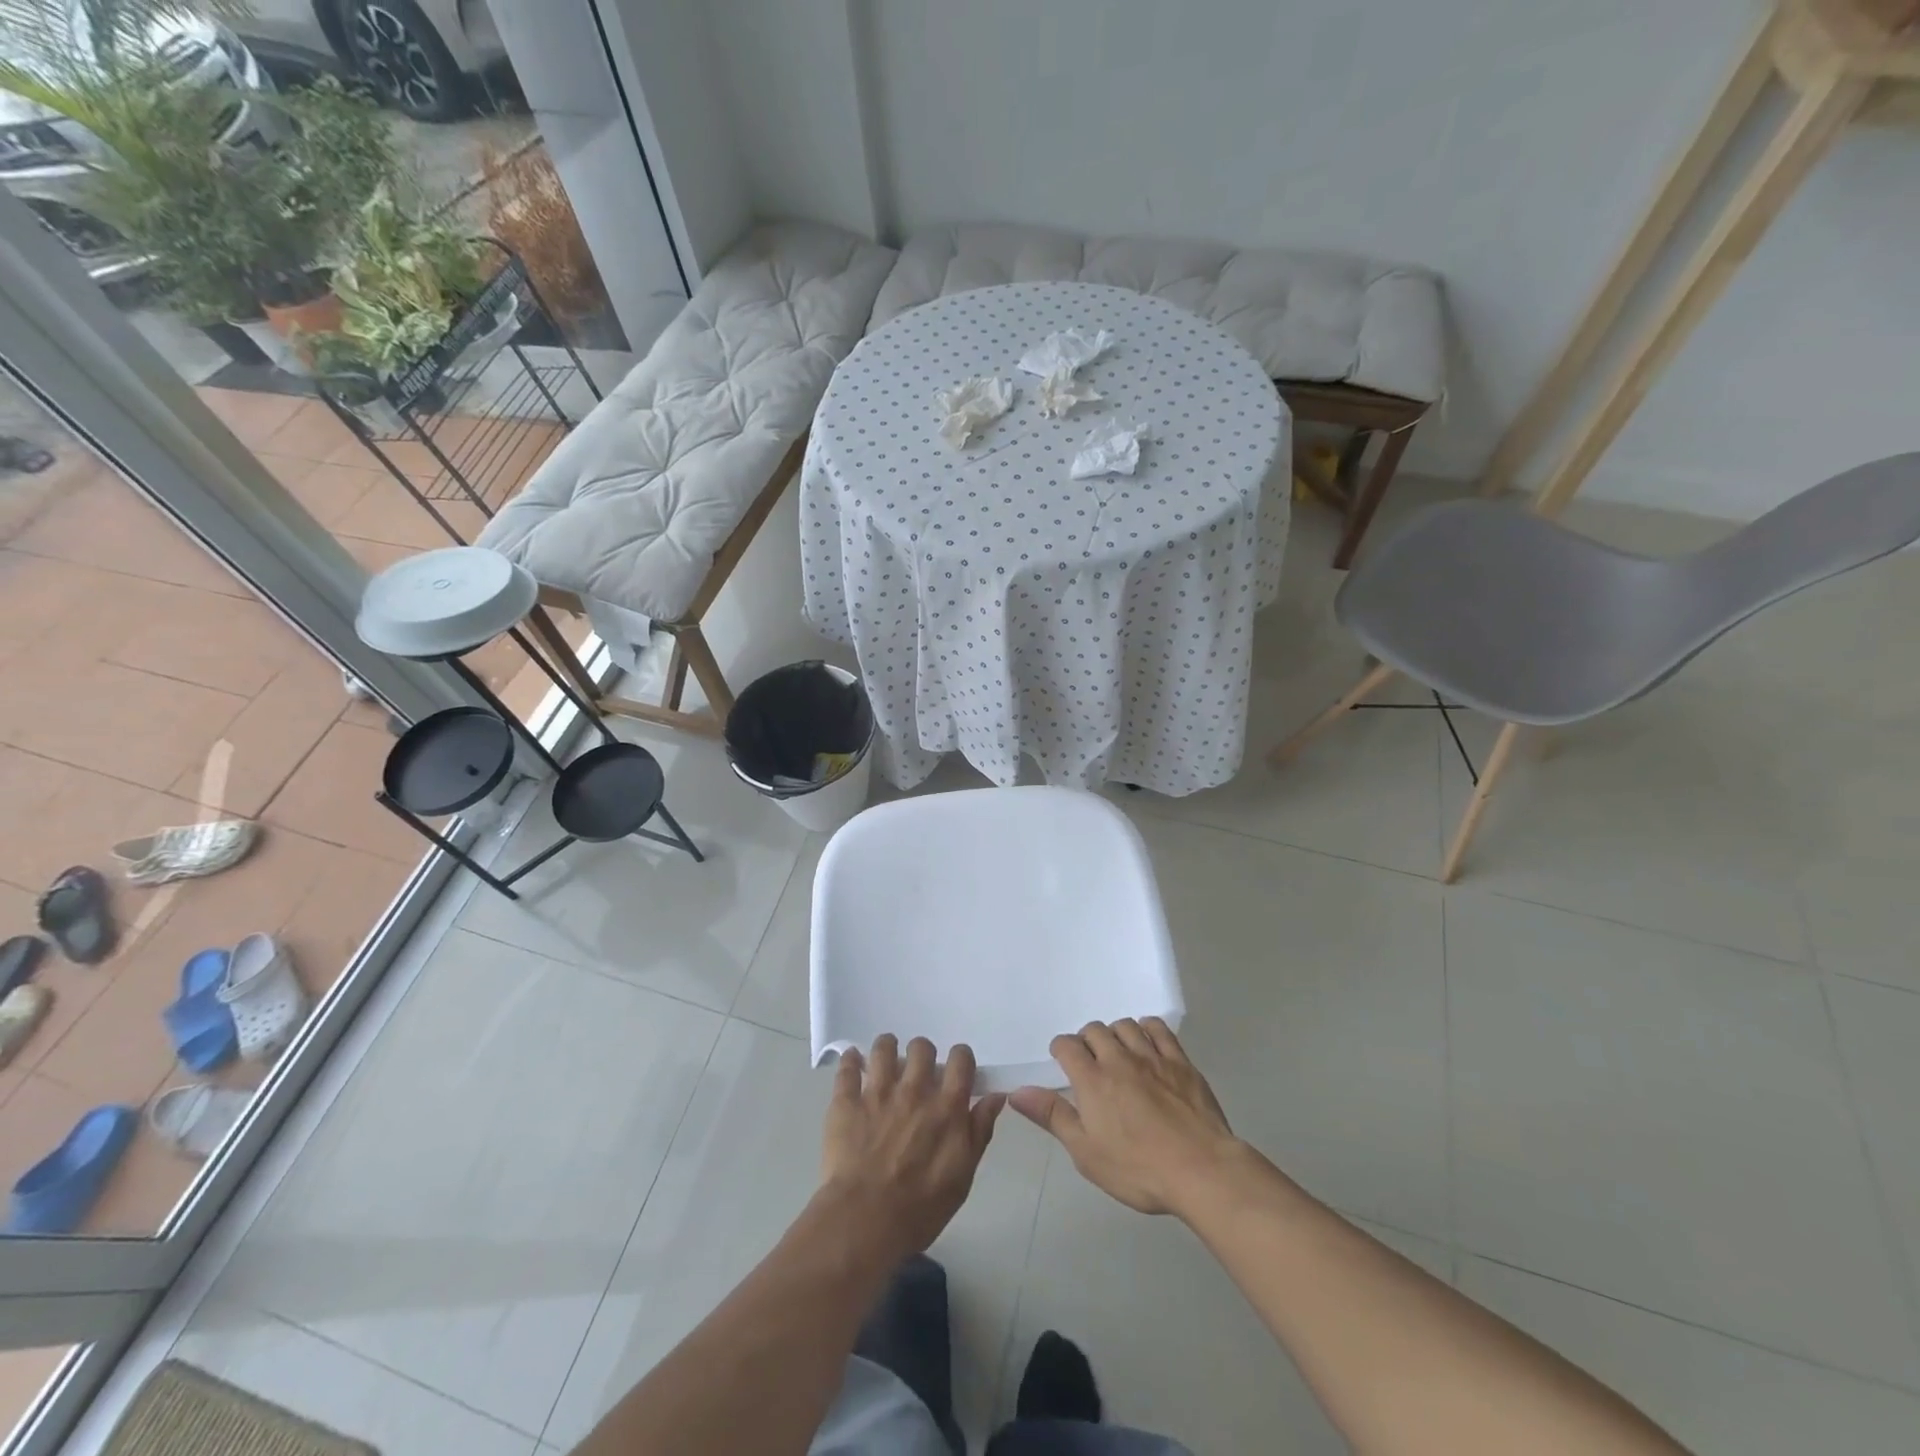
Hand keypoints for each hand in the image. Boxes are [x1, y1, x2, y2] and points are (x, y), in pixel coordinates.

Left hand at [820, 1036, 1004, 1261]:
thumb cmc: (921, 1208)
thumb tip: (996, 1096)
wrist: (865, 1222)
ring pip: (884, 1048)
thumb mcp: (963, 1176)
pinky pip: (847, 1067)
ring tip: (884, 1060)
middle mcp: (915, 1090)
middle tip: (917, 1072)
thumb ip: (979, 1130)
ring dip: (887, 1049)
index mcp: (947, 1106)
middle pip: (921, 1047)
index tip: (955, 1069)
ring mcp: (878, 1092)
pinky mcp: (847, 1102)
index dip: (959, 1058)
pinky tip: (853, 1063)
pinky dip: (850, 1060)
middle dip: (921, 1054)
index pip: (960, 1059)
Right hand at [1011, 1018, 1239, 1216]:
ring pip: (1125, 1025)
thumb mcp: (1086, 1153)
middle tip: (1091, 1062)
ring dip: (1116, 1033)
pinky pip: (1159, 1029)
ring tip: (1117, 1052)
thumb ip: (1053, 1116)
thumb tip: (1017, 1092)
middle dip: (1087, 1040)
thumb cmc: (1138, 1168)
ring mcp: (1152, 1057)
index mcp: (1092, 1079)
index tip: (1063, 1062)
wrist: (1200, 1170)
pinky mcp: (1180, 1061)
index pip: (1067, 1045)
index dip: (1061, 1050)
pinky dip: (1147, 1028)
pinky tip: (1147, 1042)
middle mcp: (1119, 1059)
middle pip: (1095, 1030)